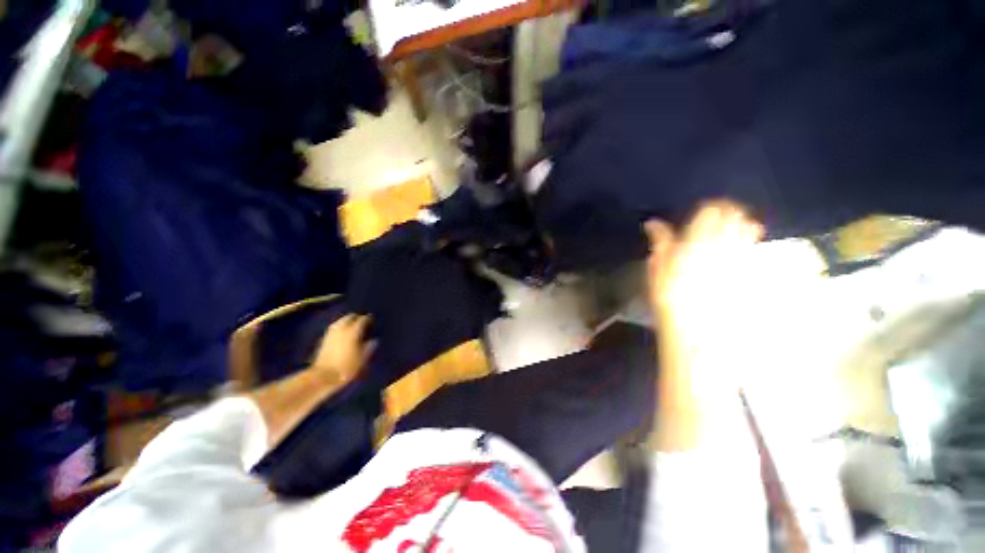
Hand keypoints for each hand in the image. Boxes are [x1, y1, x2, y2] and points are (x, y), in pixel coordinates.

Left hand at [309, 314, 374, 383]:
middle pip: (349, 317)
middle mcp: (342, 329)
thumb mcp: (362, 359)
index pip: (362, 320)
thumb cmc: (346, 368)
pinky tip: (342, 331)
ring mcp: (331, 333)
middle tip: (363, 321)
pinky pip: (334, 327)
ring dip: (347, 320)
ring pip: (340, 321)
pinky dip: (340, 326)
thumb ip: (368, 347)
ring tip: (353, 325)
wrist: (322, 376)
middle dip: (357, 317)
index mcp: (352, 332)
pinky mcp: (324, 339)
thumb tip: (374, 340)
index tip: (372, 319)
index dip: (368, 318)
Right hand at [644, 200, 763, 323]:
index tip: (703, 212)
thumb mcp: (658, 266)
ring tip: (732, 231)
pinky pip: (754, 248)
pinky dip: (749, 243)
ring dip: (742, 225)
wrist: (697, 326)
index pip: (712, 210)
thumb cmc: (671, 294)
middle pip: (735, 215)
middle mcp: (725, 242)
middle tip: (718, 219)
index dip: (709, 207)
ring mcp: (740, 256)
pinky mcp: (750, 270)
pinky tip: (739, 251)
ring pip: (750, 228)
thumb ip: (660, 241)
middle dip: (729, 212)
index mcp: (699, 238)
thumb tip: (652, 223)